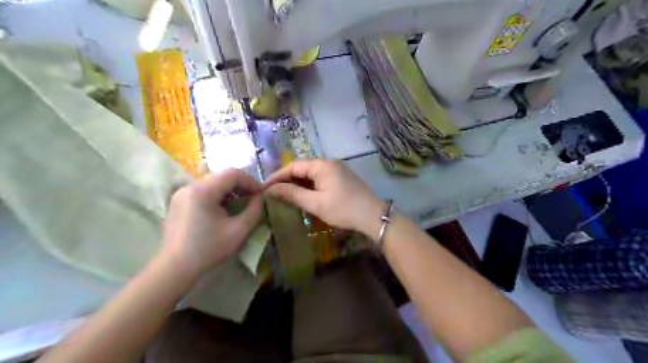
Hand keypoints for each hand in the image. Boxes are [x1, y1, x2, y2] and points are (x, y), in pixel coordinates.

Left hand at [160, 170, 264, 277]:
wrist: (174, 269)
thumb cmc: (208, 250)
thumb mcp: (238, 231)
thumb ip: (254, 211)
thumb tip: (261, 197)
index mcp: (202, 191)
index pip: (232, 174)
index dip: (251, 181)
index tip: (261, 194)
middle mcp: (189, 186)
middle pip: (222, 176)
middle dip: (241, 186)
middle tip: (253, 199)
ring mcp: (182, 194)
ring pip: (213, 183)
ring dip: (230, 191)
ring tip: (241, 204)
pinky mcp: (179, 202)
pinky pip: (203, 191)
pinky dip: (218, 196)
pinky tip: (224, 210)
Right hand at [264, 160, 382, 236]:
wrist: (373, 216)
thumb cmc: (343, 209)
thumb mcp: (316, 203)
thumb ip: (293, 194)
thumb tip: (271, 189)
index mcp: (322, 166)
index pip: (294, 166)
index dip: (278, 176)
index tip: (265, 187)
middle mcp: (329, 163)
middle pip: (303, 168)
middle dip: (288, 179)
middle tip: (274, 192)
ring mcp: (337, 170)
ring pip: (312, 174)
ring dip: (299, 183)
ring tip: (285, 195)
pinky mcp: (342, 177)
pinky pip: (321, 178)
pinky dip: (310, 186)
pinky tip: (304, 195)